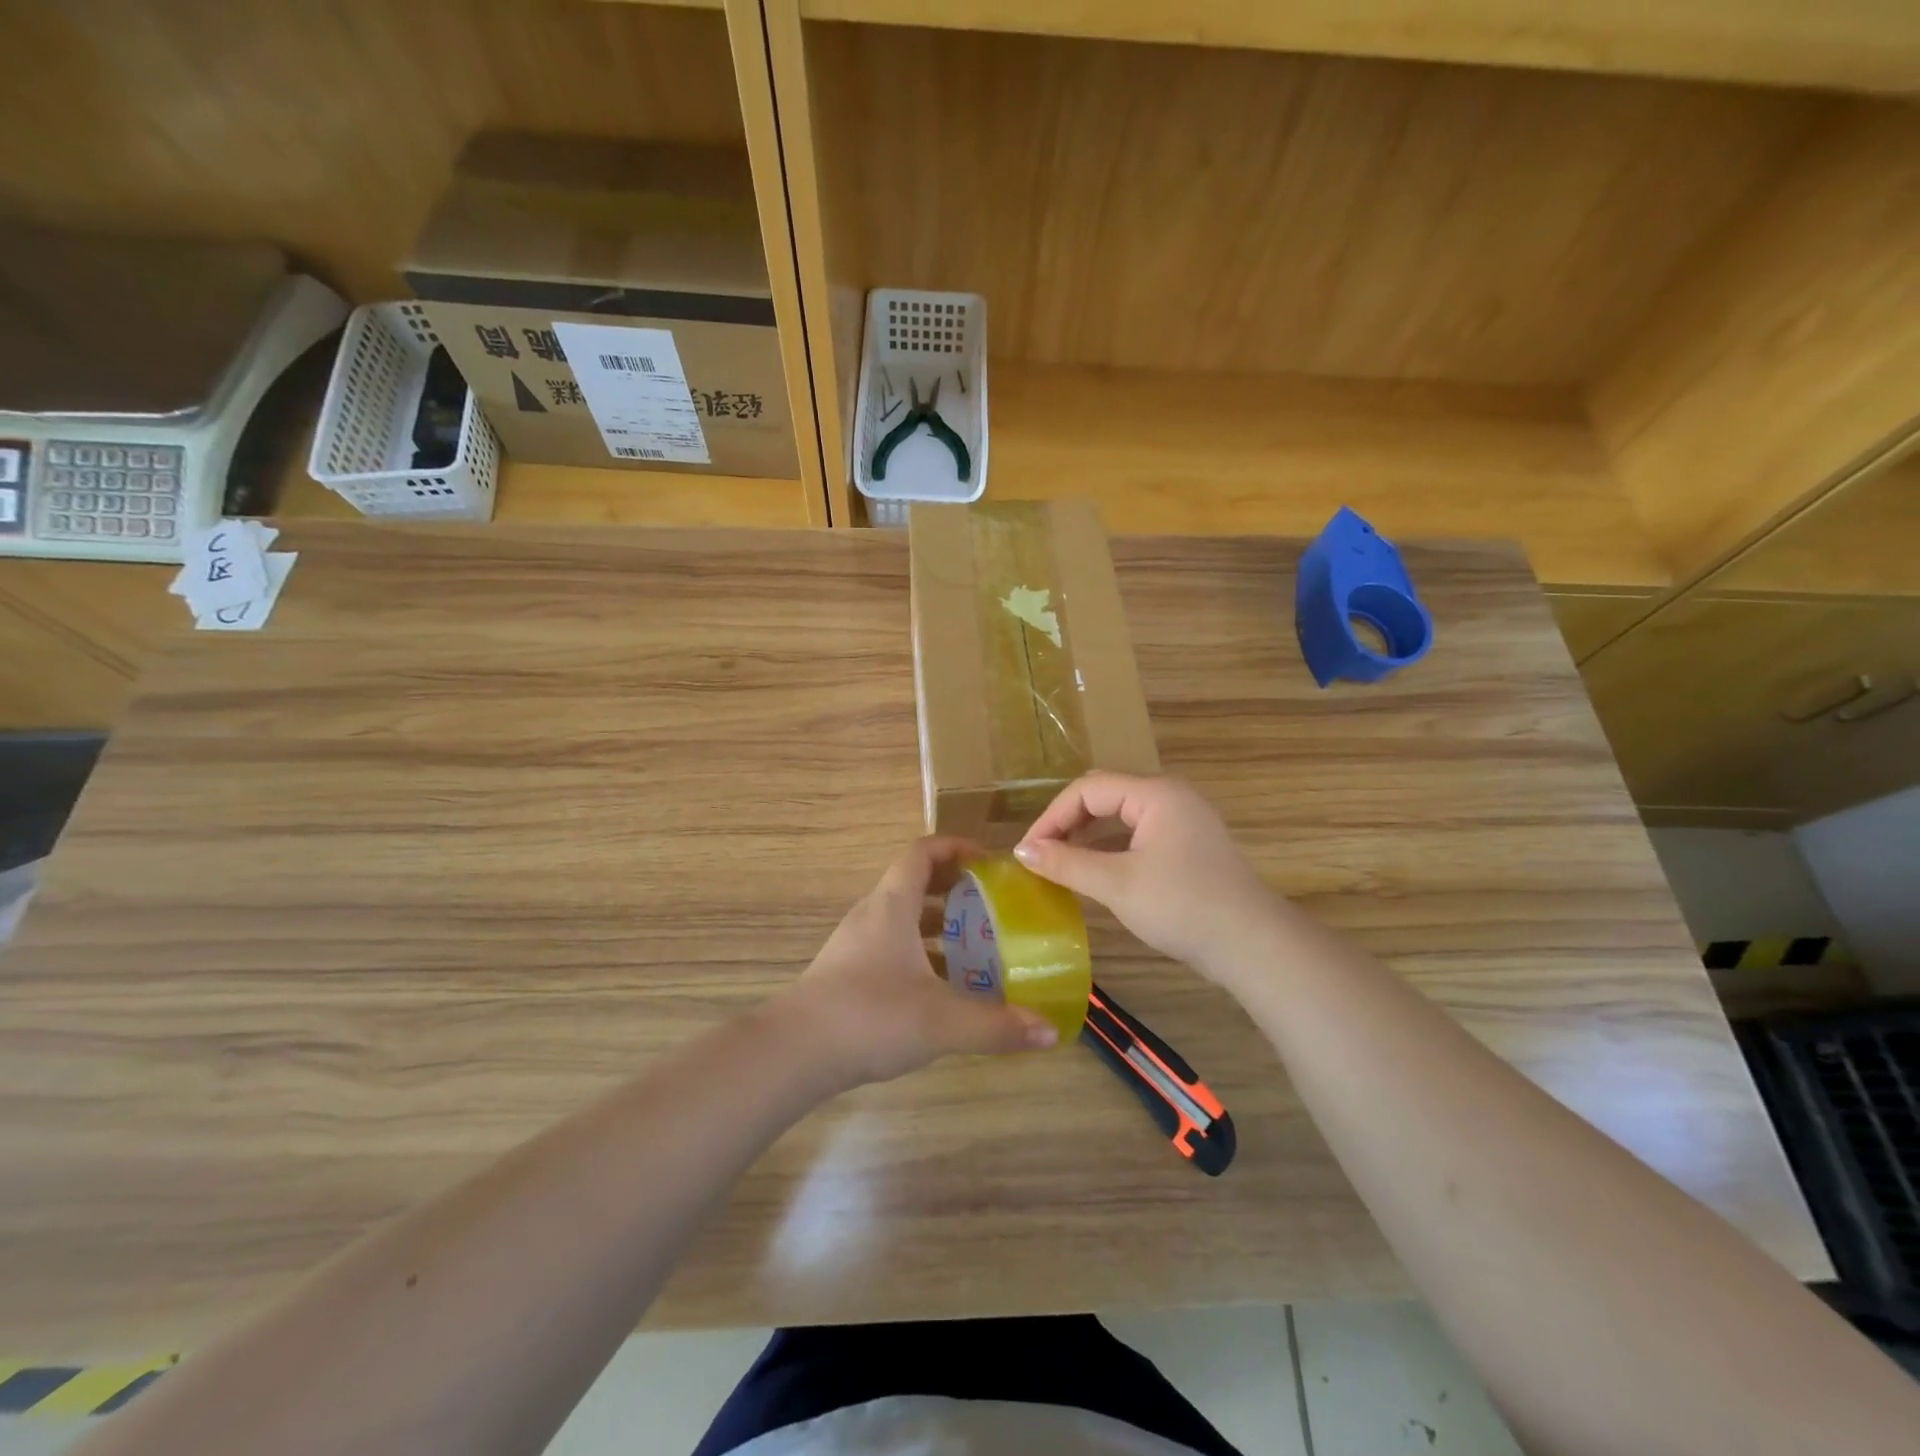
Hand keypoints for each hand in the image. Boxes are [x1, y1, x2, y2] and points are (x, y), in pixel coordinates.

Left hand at [780, 836, 1059, 1088]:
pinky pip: (892, 948)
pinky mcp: (848, 974)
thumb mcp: (942, 1021)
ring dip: (938, 926)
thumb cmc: (870, 1016)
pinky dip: (920, 955)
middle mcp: (872, 915)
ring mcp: (856, 945)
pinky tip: (942, 989)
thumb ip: (997, 1025)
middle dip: (955, 890)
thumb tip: (1050, 1030)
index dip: (955, 847)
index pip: (922, 853)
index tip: (989, 861)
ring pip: (903, 920)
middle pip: (914, 884)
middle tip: (993, 907)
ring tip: (976, 948)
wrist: (794, 1053)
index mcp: (892, 905)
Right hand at [1014, 773, 1278, 984]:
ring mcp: (1183, 820)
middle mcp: (1170, 796)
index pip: (1088, 789)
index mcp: (1155, 793)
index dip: (1052, 817)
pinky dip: (1111, 846)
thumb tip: (1022, 851)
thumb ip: (1067, 864)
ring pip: (1122, 815)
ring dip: (1088, 834)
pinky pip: (1138, 833)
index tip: (1027, 851)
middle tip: (1041, 854)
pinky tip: (1096, 870)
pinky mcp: (1189, 845)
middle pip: (1105, 795)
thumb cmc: (1183, 907)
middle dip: (1068, 822)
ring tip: (1061, 862)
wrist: (1253, 946)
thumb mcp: (1118, 884)